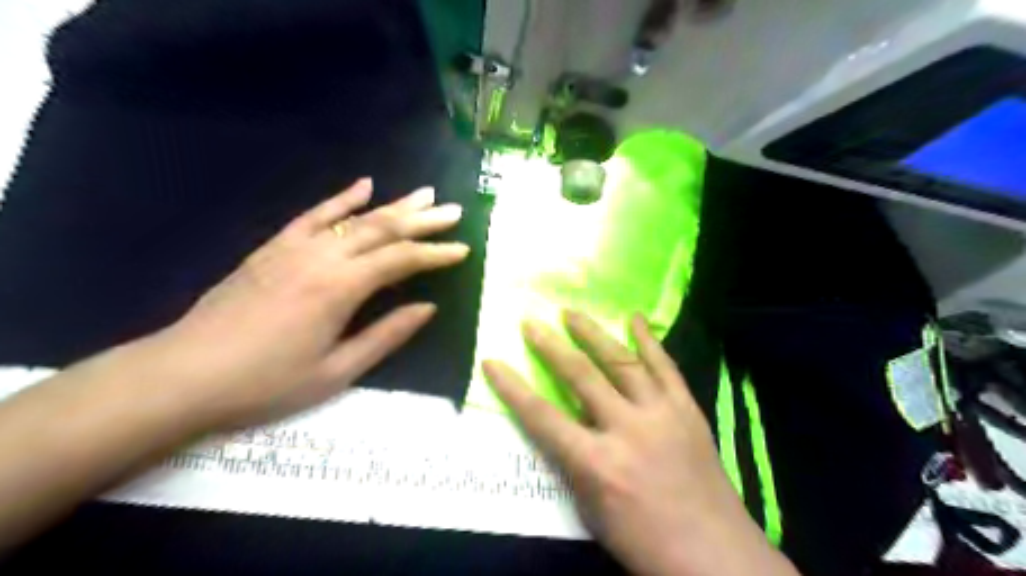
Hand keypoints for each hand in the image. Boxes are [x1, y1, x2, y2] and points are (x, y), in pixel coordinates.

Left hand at [150, 179, 466, 430]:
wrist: (184, 375)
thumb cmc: (267, 383)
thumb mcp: (336, 372)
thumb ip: (386, 336)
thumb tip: (427, 308)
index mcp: (340, 288)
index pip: (401, 260)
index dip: (435, 254)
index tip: (463, 249)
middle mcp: (322, 257)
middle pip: (383, 229)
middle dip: (423, 220)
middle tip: (455, 210)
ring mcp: (295, 247)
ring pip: (355, 217)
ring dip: (393, 204)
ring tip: (424, 193)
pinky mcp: (274, 247)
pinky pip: (315, 215)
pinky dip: (342, 199)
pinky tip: (364, 186)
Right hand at [485, 312, 799, 575]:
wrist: (714, 554)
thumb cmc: (643, 540)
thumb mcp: (592, 510)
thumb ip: (575, 462)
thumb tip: (566, 424)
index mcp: (597, 463)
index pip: (542, 416)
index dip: (512, 388)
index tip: (492, 361)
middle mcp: (627, 429)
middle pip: (580, 376)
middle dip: (551, 346)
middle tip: (532, 322)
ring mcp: (661, 414)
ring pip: (621, 361)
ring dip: (593, 333)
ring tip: (572, 312)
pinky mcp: (687, 409)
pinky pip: (665, 367)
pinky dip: (649, 340)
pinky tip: (635, 318)